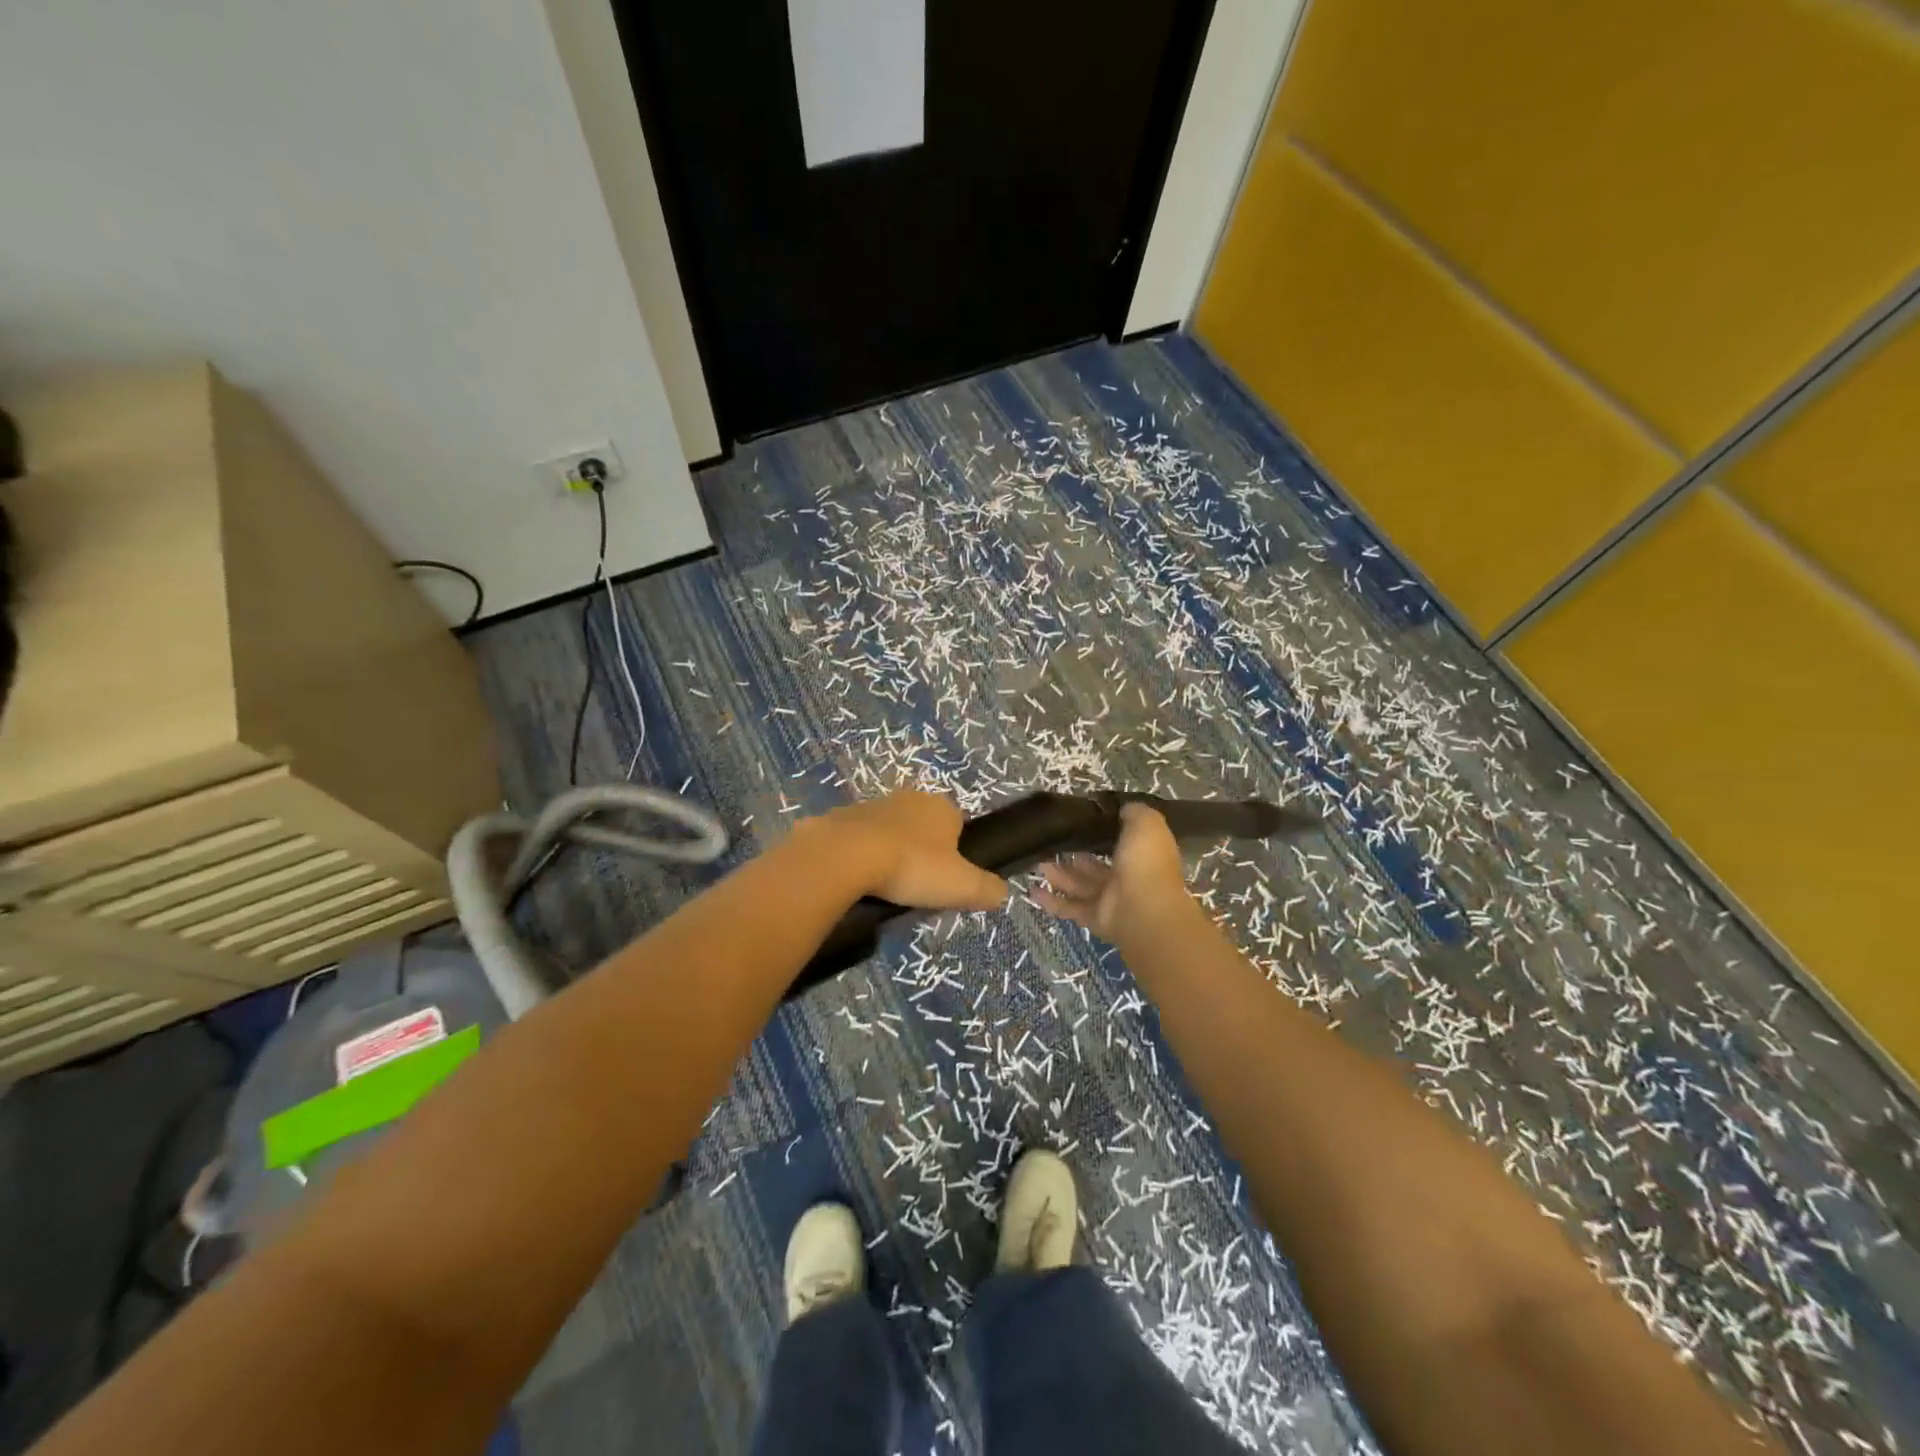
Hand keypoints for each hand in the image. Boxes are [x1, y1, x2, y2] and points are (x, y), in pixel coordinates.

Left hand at [810, 791, 1007, 911]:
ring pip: (889, 831)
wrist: (846, 854)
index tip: (945, 880)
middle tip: (915, 886)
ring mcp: (873, 805)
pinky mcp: (841, 817)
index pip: (957, 825)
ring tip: (885, 886)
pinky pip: (858, 839)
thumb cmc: (912, 866)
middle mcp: (909, 798)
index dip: (955, 853)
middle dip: (921, 851)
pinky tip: (857, 879)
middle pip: (922, 827)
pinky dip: (859, 856)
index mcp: (942, 808)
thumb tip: (1002, 893)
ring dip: (888, 852)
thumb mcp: (961, 886)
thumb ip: (987, 889)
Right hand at [1035, 804, 1194, 945]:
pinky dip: (1051, 901)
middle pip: (1095, 864)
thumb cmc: (1145, 862)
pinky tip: (1032, 890)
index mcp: (1140, 854)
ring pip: (1079, 883)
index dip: (1101, 831)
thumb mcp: (1146, 824)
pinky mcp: (1094, 917)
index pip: (1119, 841)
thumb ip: (1134, 813)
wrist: (1145, 910)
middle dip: (1074, 854)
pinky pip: (1070, 907)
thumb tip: (1123, 808)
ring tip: (1035, 861)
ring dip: (1058, 873)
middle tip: (1050, 841)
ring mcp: (1110, 899)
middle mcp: (1126, 876)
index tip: (1079, 820)